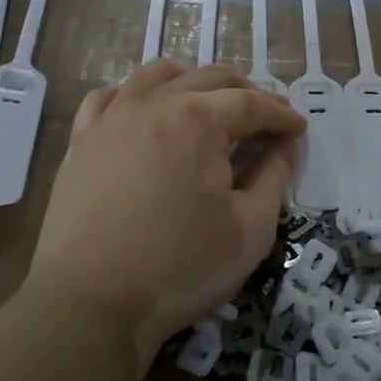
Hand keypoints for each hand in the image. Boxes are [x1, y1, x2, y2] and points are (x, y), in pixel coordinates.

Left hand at [26, 60, 304, 365]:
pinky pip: (109, 97)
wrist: (88, 304)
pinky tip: (144, 112)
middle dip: (246, 93)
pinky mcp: (82, 142)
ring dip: (193, 81)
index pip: (251, 103)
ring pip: (158, 75)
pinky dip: (135, 94)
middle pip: (210, 79)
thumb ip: (274, 178)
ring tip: (208, 104)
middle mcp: (155, 104)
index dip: (281, 115)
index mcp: (199, 120)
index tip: (299, 130)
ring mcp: (112, 119)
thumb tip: (284, 146)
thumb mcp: (250, 229)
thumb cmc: (179, 268)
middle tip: (266, 119)